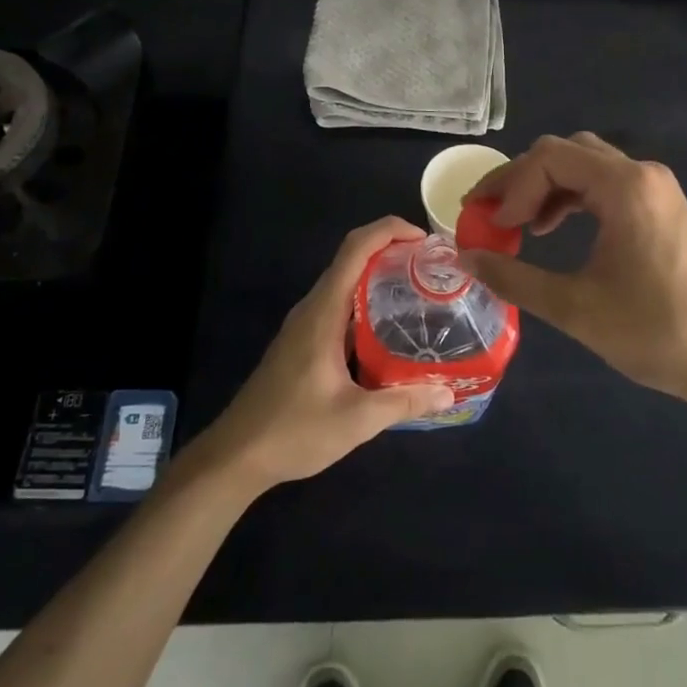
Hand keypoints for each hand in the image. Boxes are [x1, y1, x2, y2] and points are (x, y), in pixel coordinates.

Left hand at [198, 217, 454, 492]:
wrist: (237, 456)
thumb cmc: (294, 431)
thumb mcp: (357, 420)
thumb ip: (404, 402)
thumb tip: (450, 394)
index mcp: (323, 312)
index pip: (355, 249)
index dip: (389, 230)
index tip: (424, 239)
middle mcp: (312, 308)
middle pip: (351, 258)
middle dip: (391, 250)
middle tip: (431, 267)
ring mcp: (305, 324)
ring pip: (344, 282)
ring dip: (378, 276)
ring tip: (419, 291)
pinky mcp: (303, 342)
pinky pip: (339, 306)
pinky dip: (366, 302)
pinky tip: (390, 329)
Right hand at [461, 133, 686, 408]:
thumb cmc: (655, 332)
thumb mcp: (574, 308)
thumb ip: (514, 278)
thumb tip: (466, 258)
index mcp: (625, 187)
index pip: (548, 158)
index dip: (510, 187)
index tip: (491, 226)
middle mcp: (642, 173)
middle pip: (564, 152)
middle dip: (521, 180)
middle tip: (489, 214)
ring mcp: (655, 187)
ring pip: (584, 164)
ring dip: (544, 187)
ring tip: (516, 224)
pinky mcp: (660, 205)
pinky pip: (604, 183)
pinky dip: (570, 197)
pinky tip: (552, 229)